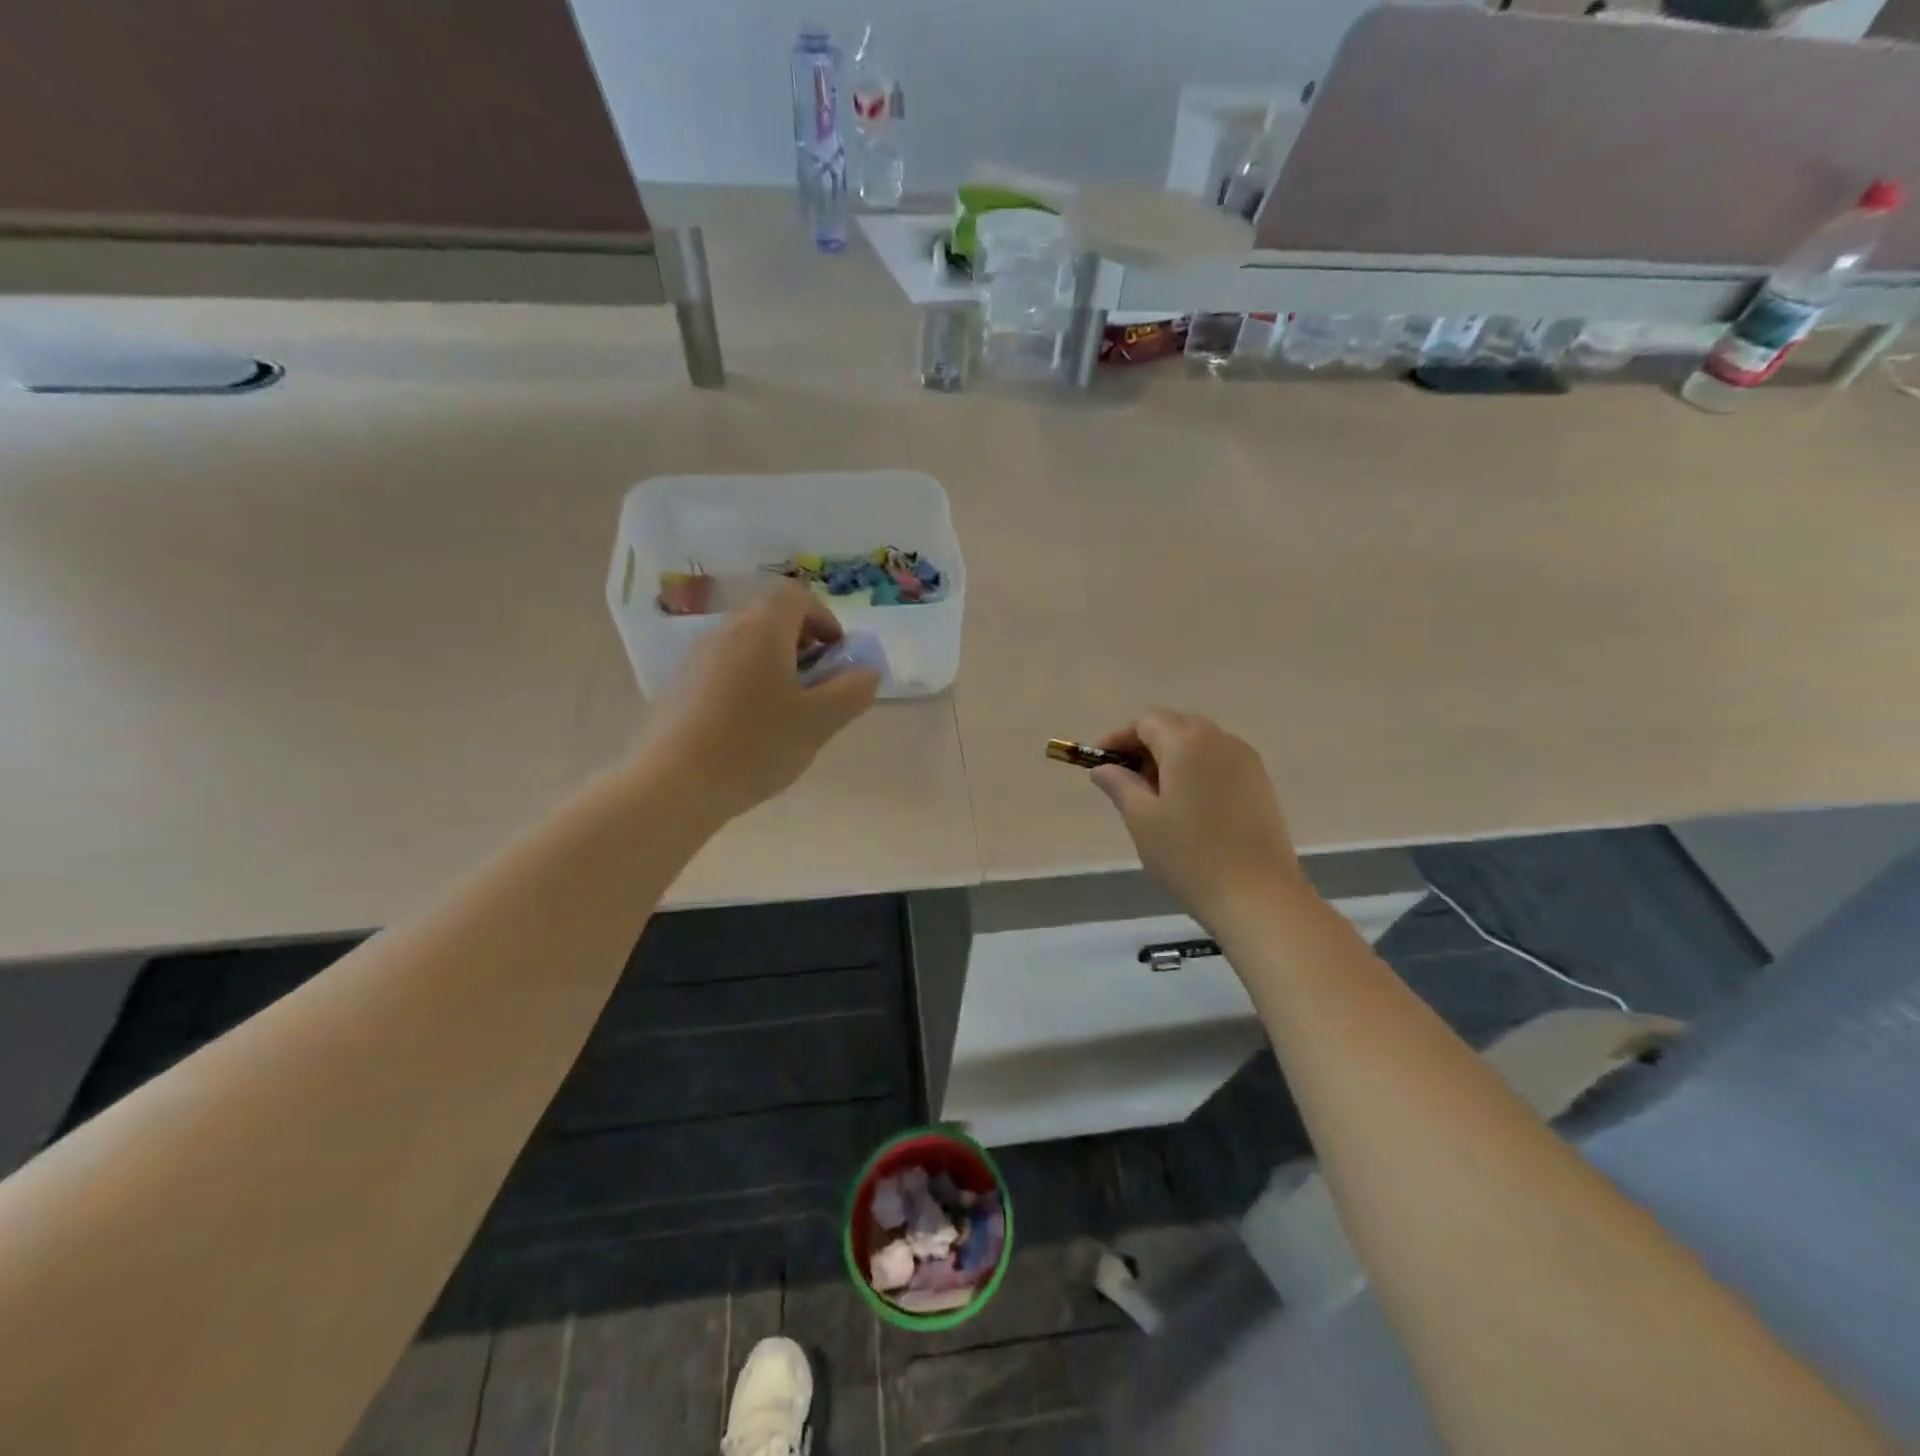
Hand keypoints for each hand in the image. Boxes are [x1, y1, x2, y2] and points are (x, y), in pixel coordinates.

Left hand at [642, 581, 879, 819]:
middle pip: (771, 618)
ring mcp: (698, 658)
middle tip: (817, 686)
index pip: (796, 595)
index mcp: (763, 629)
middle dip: (802, 644)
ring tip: (788, 712)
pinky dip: (749, 683)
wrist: (674, 783)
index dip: (824, 619)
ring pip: (748, 645)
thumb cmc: (756, 744)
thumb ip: (853, 691)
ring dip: (776, 666)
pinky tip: (752, 728)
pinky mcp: (681, 686)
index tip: (836, 657)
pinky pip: (726, 669)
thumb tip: (867, 672)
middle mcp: (727, 631)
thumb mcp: (820, 721)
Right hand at [1089, 709, 1305, 932]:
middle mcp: (1220, 740)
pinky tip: (1189, 808)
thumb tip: (1104, 768)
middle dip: (1146, 746)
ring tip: (1157, 799)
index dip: (1118, 739)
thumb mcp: (1142, 819)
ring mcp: (1246, 761)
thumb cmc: (1190, 855)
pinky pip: (1219, 763)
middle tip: (1127, 782)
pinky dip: (1197, 772)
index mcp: (1187, 742)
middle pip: (1174, 726)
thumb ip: (1119, 785)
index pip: (1145, 721)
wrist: (1258, 896)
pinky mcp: (1261, 783)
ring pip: (1199, 744)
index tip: (1101, 765)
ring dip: (1172, 759)